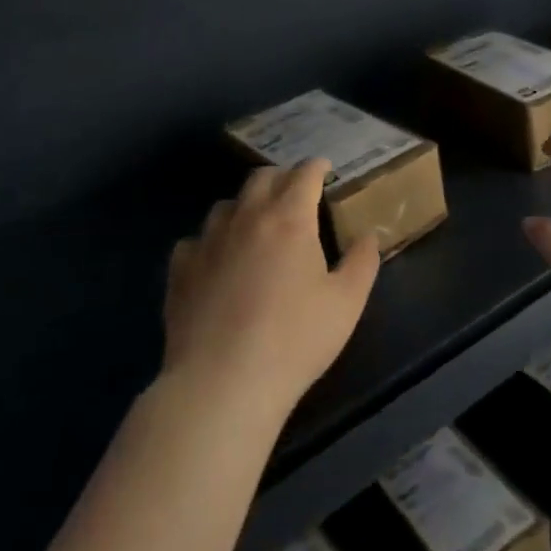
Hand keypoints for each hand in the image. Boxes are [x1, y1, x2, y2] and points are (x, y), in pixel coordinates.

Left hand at [162, 160, 379, 418]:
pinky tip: (217, 261)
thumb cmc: (295, 340)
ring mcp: (208, 242)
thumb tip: (368, 235)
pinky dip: (210, 242)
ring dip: (245, 206)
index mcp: (290, 218)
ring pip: (226, 205)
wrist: (222, 384)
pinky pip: (195, 241)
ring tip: (256, 225)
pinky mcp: (181, 270)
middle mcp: (247, 217)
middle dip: (281, 177)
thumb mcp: (347, 303)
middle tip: (294, 193)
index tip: (325, 169)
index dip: (317, 167)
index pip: (304, 174)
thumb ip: (362, 262)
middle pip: (261, 177)